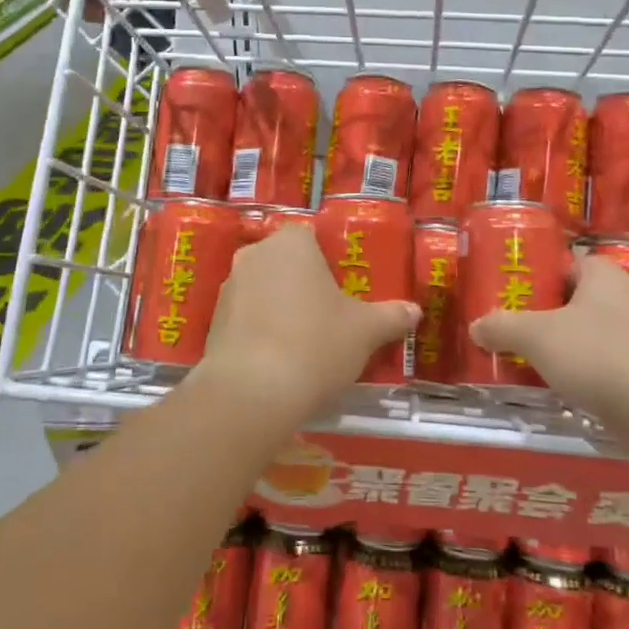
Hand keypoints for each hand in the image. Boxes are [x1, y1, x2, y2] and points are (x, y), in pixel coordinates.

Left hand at [197, 226, 418, 426]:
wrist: (252, 391)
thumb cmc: (316, 344)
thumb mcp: (365, 331)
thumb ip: (391, 317)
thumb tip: (415, 312)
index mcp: (291, 243)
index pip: (310, 237)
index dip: (327, 261)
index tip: (342, 289)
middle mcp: (255, 254)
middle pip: (285, 262)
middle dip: (302, 284)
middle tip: (327, 316)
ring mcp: (229, 287)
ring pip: (263, 289)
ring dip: (279, 307)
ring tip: (302, 343)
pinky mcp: (213, 321)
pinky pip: (245, 317)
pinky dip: (260, 330)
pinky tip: (277, 359)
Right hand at [471, 255, 628, 418]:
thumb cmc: (597, 354)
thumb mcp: (536, 336)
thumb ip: (502, 327)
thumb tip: (476, 326)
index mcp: (603, 274)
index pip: (565, 263)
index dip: (537, 276)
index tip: (510, 293)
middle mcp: (627, 297)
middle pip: (575, 300)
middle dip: (545, 315)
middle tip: (512, 328)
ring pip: (591, 334)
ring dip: (564, 346)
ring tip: (529, 360)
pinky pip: (606, 363)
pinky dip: (585, 372)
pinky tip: (562, 388)